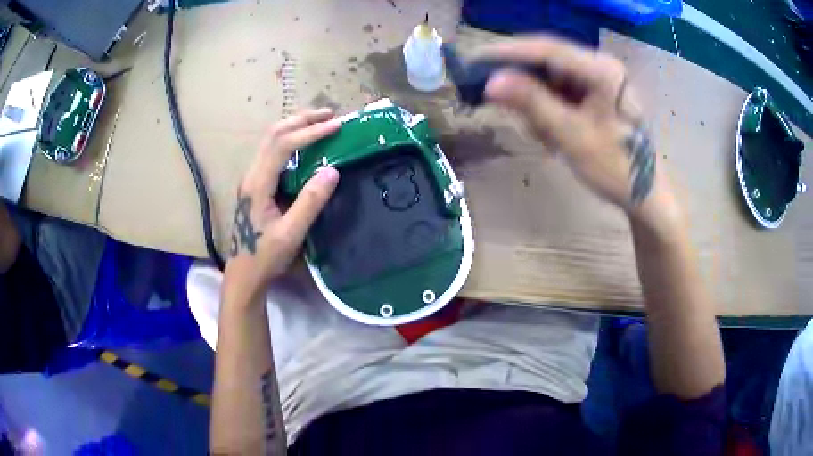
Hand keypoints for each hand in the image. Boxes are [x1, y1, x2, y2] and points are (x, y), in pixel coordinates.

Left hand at [223, 109, 340, 303]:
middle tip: (329, 115)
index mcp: (258, 183)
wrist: (243, 274)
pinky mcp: (255, 185)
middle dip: (301, 120)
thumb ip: (310, 202)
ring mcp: (252, 178)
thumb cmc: (265, 256)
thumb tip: (332, 170)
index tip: (336, 126)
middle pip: (273, 134)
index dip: (310, 132)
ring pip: (270, 140)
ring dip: (295, 126)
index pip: (283, 145)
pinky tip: (304, 144)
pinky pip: (272, 152)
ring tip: (319, 123)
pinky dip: (290, 140)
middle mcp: (252, 174)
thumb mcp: (291, 233)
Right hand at [483, 36, 663, 215]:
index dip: (508, 52)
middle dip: (522, 81)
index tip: (474, 60)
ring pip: (551, 77)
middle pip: (547, 60)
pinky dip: (548, 110)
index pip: (548, 50)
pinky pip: (560, 91)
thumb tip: (491, 81)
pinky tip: (552, 134)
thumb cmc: (615, 168)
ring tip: (542, 135)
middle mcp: (600, 65)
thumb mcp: (571, 135)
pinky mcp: (595, 92)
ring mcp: (598, 78)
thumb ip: (532, 103)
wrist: (645, 193)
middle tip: (494, 97)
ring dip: (536, 102)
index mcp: (602, 70)